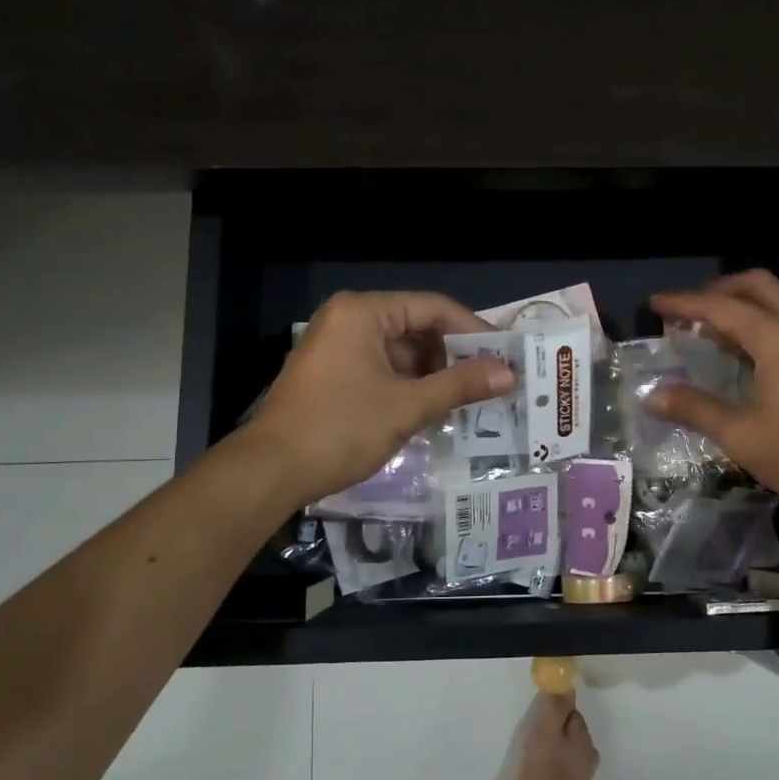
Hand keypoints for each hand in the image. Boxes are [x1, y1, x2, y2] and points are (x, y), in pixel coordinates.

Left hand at [251, 291, 511, 508]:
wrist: (270, 472)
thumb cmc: (340, 429)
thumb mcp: (407, 406)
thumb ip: (459, 386)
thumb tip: (508, 374)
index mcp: (363, 312)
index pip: (432, 307)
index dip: (473, 330)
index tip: (504, 355)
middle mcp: (348, 320)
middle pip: (416, 327)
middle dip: (454, 355)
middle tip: (491, 380)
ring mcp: (337, 347)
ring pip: (400, 352)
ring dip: (434, 374)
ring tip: (470, 398)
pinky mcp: (332, 374)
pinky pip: (382, 369)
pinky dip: (409, 386)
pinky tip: (435, 409)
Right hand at [506, 693, 599, 779]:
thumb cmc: (542, 771)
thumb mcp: (547, 732)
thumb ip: (557, 706)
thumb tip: (566, 684)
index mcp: (587, 745)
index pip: (573, 714)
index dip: (556, 710)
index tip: (539, 714)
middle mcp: (588, 761)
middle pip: (570, 732)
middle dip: (554, 727)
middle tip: (533, 733)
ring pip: (563, 750)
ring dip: (550, 746)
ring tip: (532, 751)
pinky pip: (557, 768)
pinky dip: (548, 763)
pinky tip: (535, 769)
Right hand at [649, 270, 778, 517]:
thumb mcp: (741, 435)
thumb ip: (695, 409)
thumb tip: (652, 396)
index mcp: (776, 340)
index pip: (721, 307)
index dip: (684, 303)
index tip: (654, 304)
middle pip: (758, 285)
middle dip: (719, 289)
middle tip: (690, 311)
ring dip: (748, 301)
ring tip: (721, 327)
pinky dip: (768, 318)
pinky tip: (755, 352)